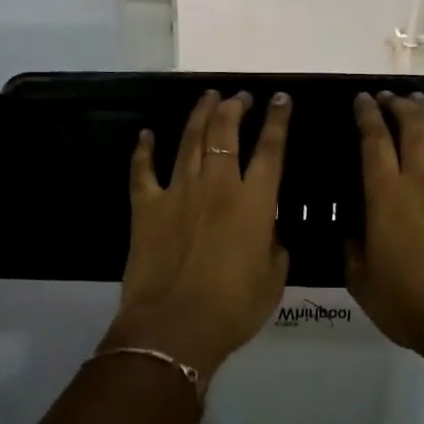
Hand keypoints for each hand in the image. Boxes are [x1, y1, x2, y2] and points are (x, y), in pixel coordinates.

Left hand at [101, 90, 292, 383]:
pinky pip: (142, 170)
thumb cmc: (233, 309)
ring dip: (200, 115)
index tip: (281, 99)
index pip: (271, 149)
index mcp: (253, 203)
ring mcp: (177, 192)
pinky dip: (144, 149)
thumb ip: (275, 246)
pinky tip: (146, 134)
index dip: (278, 120)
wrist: (174, 327)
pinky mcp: (146, 207)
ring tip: (208, 97)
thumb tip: (269, 229)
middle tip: (240, 96)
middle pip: (226, 133)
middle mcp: (217, 186)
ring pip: (189, 140)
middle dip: (235, 107)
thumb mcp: (273, 280)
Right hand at [346, 92, 423, 369]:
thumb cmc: (408, 304)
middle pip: (411, 126)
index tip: (362, 100)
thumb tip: (353, 232)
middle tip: (390, 97)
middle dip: (398, 105)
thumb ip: (352, 249)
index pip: (373, 140)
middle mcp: (421, 179)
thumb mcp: (361, 282)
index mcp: (385, 195)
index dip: (367, 115)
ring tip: (419, 101)